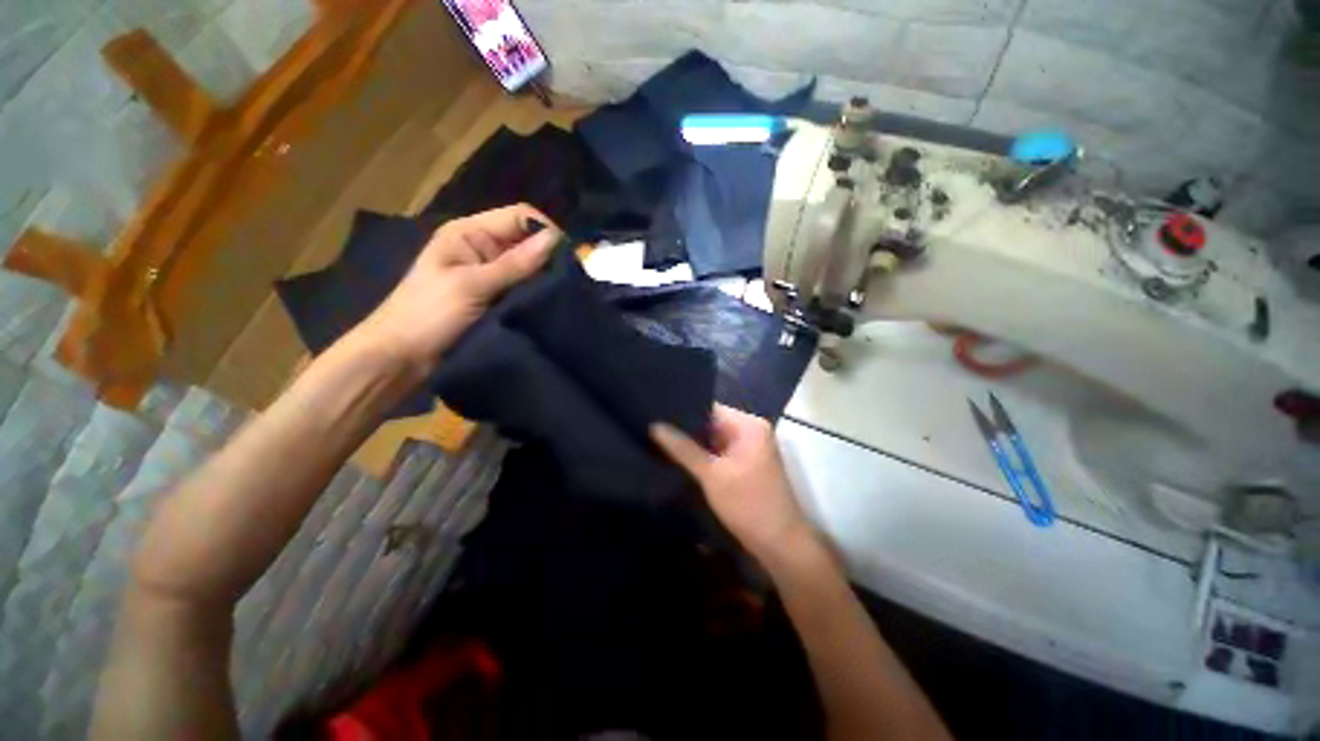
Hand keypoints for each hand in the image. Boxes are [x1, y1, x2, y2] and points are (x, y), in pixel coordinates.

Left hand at [350, 204, 558, 379]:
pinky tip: (552, 302)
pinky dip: (537, 292)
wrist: (402, 357)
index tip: (569, 258)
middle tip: (573, 279)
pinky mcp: (496, 297)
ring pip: (529, 266)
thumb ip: (515, 264)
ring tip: (567, 292)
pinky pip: (524, 287)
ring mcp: (490, 274)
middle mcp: (483, 248)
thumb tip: (556, 240)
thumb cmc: (429, 314)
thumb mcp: (473, 285)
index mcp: (470, 233)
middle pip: (526, 241)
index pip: (519, 218)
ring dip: (545, 276)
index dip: (546, 231)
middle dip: (550, 256)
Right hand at [651, 404, 812, 561]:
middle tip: (653, 428)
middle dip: (685, 429)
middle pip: (711, 423)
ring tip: (659, 440)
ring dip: (692, 443)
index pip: (709, 408)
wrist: (780, 545)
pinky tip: (678, 457)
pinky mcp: (745, 464)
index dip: (683, 411)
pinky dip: (702, 456)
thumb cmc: (748, 504)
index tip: (656, 413)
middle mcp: (751, 430)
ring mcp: (749, 448)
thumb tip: (654, 425)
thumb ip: (682, 448)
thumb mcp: (711, 475)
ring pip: (713, 439)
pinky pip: (719, 452)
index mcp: (749, 425)